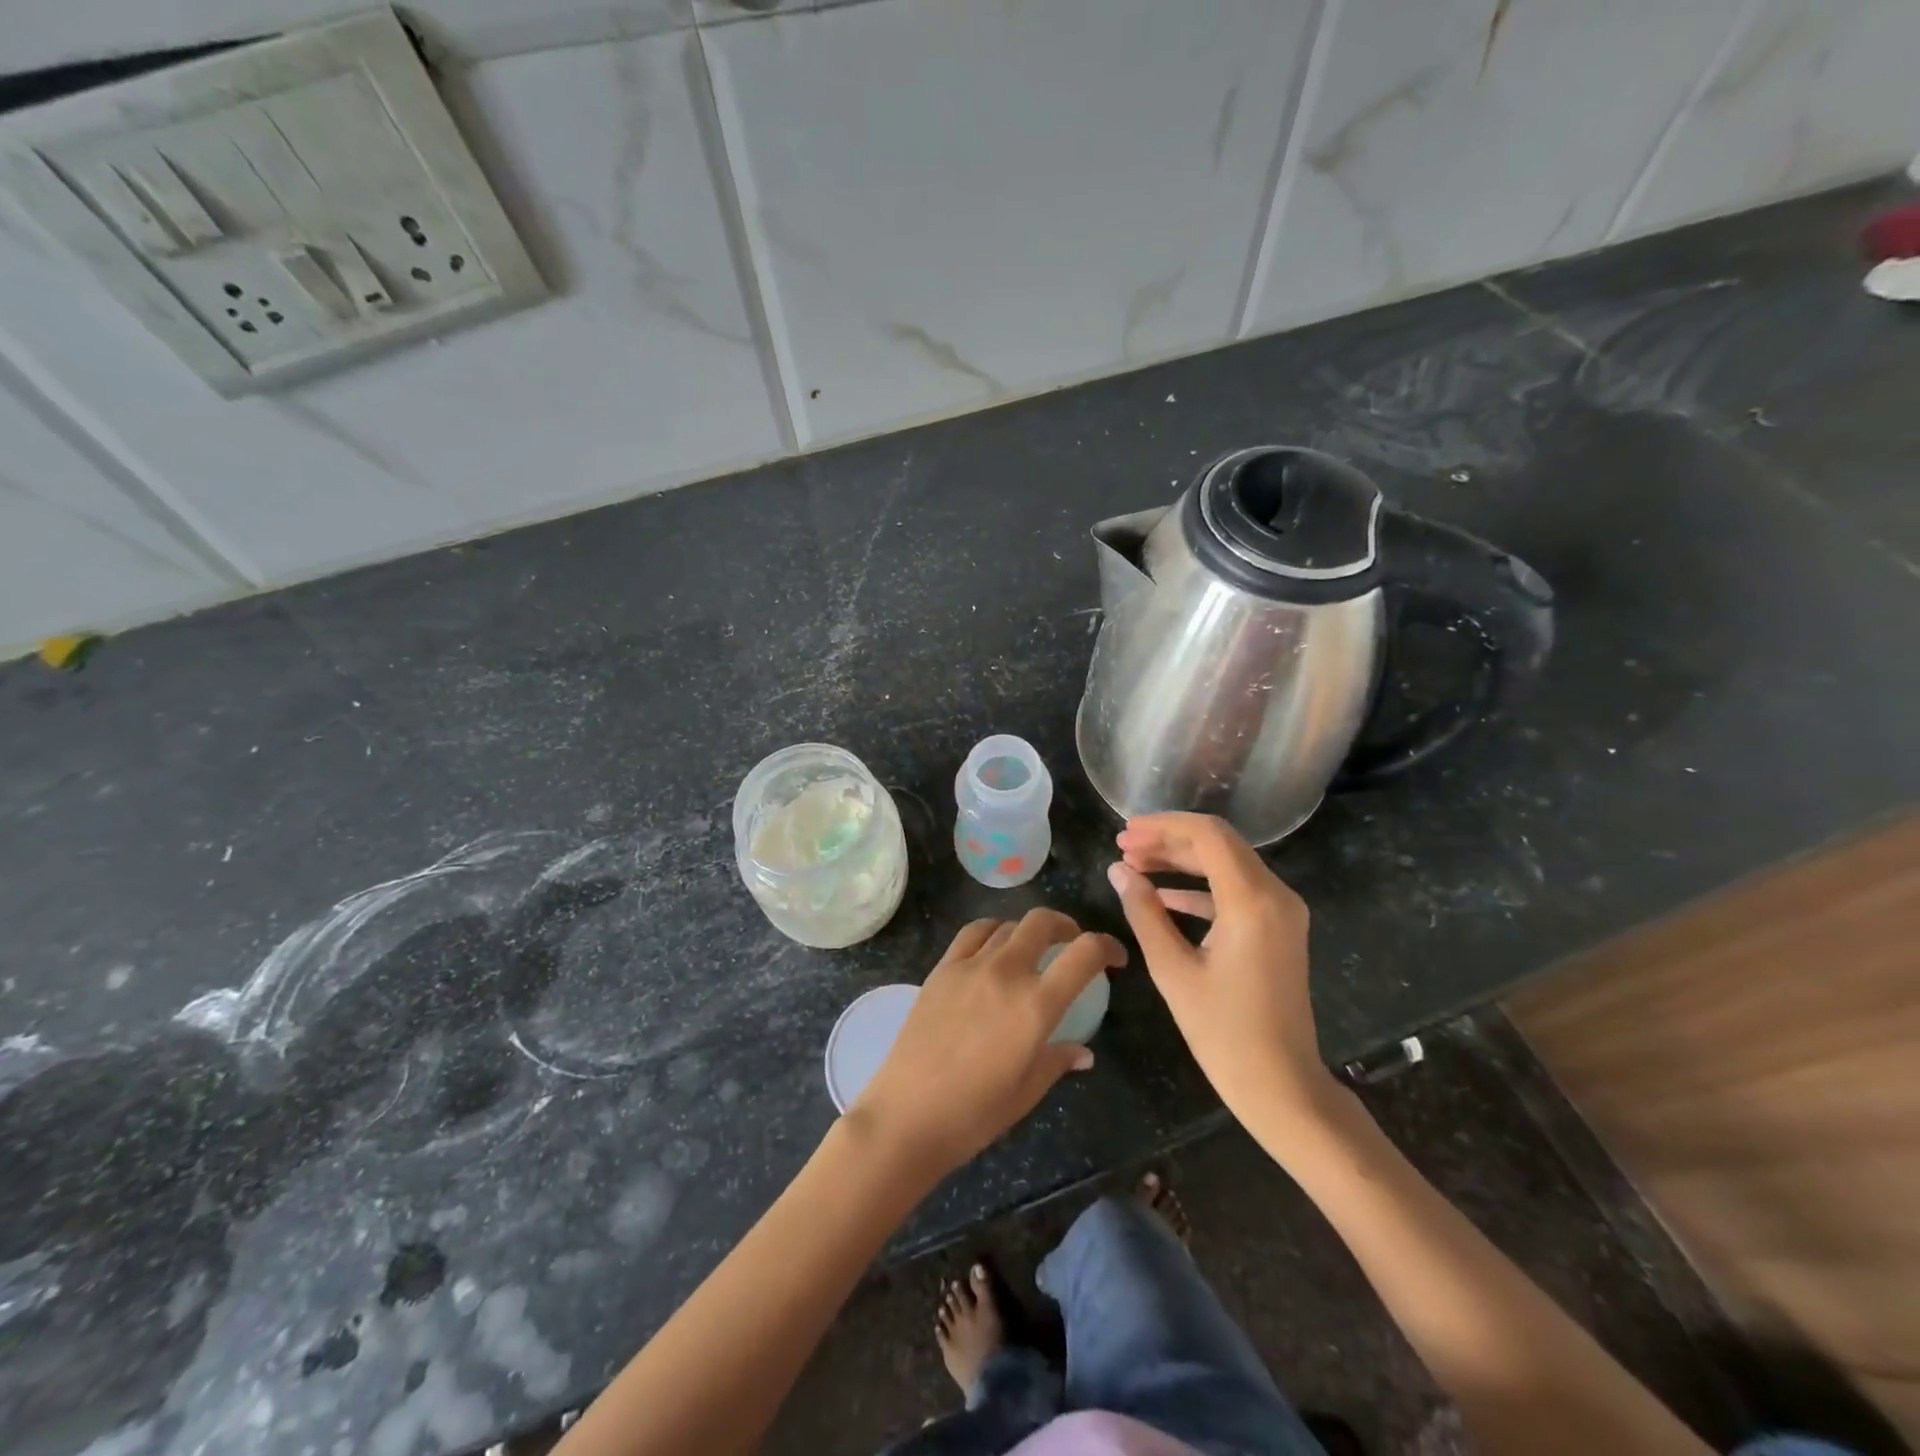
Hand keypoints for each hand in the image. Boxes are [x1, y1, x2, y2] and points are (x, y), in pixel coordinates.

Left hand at [852, 910, 1126, 1178]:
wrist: (908, 1114)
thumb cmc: (976, 1113)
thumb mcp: (1028, 1091)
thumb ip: (1058, 1060)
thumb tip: (1083, 1052)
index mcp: (1036, 1005)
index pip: (1084, 954)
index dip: (1108, 947)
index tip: (1115, 959)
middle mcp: (1006, 973)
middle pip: (1043, 922)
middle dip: (1067, 927)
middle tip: (1073, 945)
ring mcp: (970, 965)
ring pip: (1008, 924)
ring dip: (1029, 930)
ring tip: (1033, 948)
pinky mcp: (942, 968)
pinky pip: (973, 932)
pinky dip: (993, 931)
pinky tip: (995, 947)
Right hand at [1107, 813, 1339, 1136]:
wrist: (1282, 1085)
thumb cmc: (1223, 1032)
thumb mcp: (1172, 969)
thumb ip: (1144, 912)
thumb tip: (1118, 870)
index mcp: (1252, 901)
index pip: (1208, 835)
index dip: (1163, 826)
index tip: (1125, 833)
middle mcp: (1275, 895)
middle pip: (1218, 844)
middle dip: (1168, 840)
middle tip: (1123, 847)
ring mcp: (1282, 911)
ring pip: (1227, 864)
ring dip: (1181, 861)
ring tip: (1134, 865)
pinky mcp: (1278, 928)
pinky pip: (1236, 891)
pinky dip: (1199, 887)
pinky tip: (1162, 895)